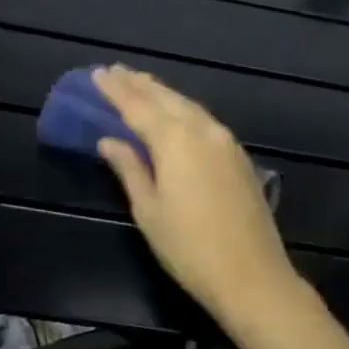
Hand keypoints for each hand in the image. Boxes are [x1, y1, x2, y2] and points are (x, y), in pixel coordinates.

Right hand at [94, 65, 299, 322]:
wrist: (251, 276)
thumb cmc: (189, 248)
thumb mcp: (149, 211)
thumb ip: (129, 169)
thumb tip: (109, 141)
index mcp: (176, 140)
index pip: (138, 106)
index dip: (116, 90)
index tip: (97, 74)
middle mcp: (204, 131)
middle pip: (167, 99)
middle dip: (139, 84)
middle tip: (115, 72)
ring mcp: (227, 143)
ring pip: (189, 107)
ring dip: (163, 95)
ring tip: (141, 86)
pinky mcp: (240, 158)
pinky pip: (205, 122)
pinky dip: (184, 112)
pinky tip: (176, 115)